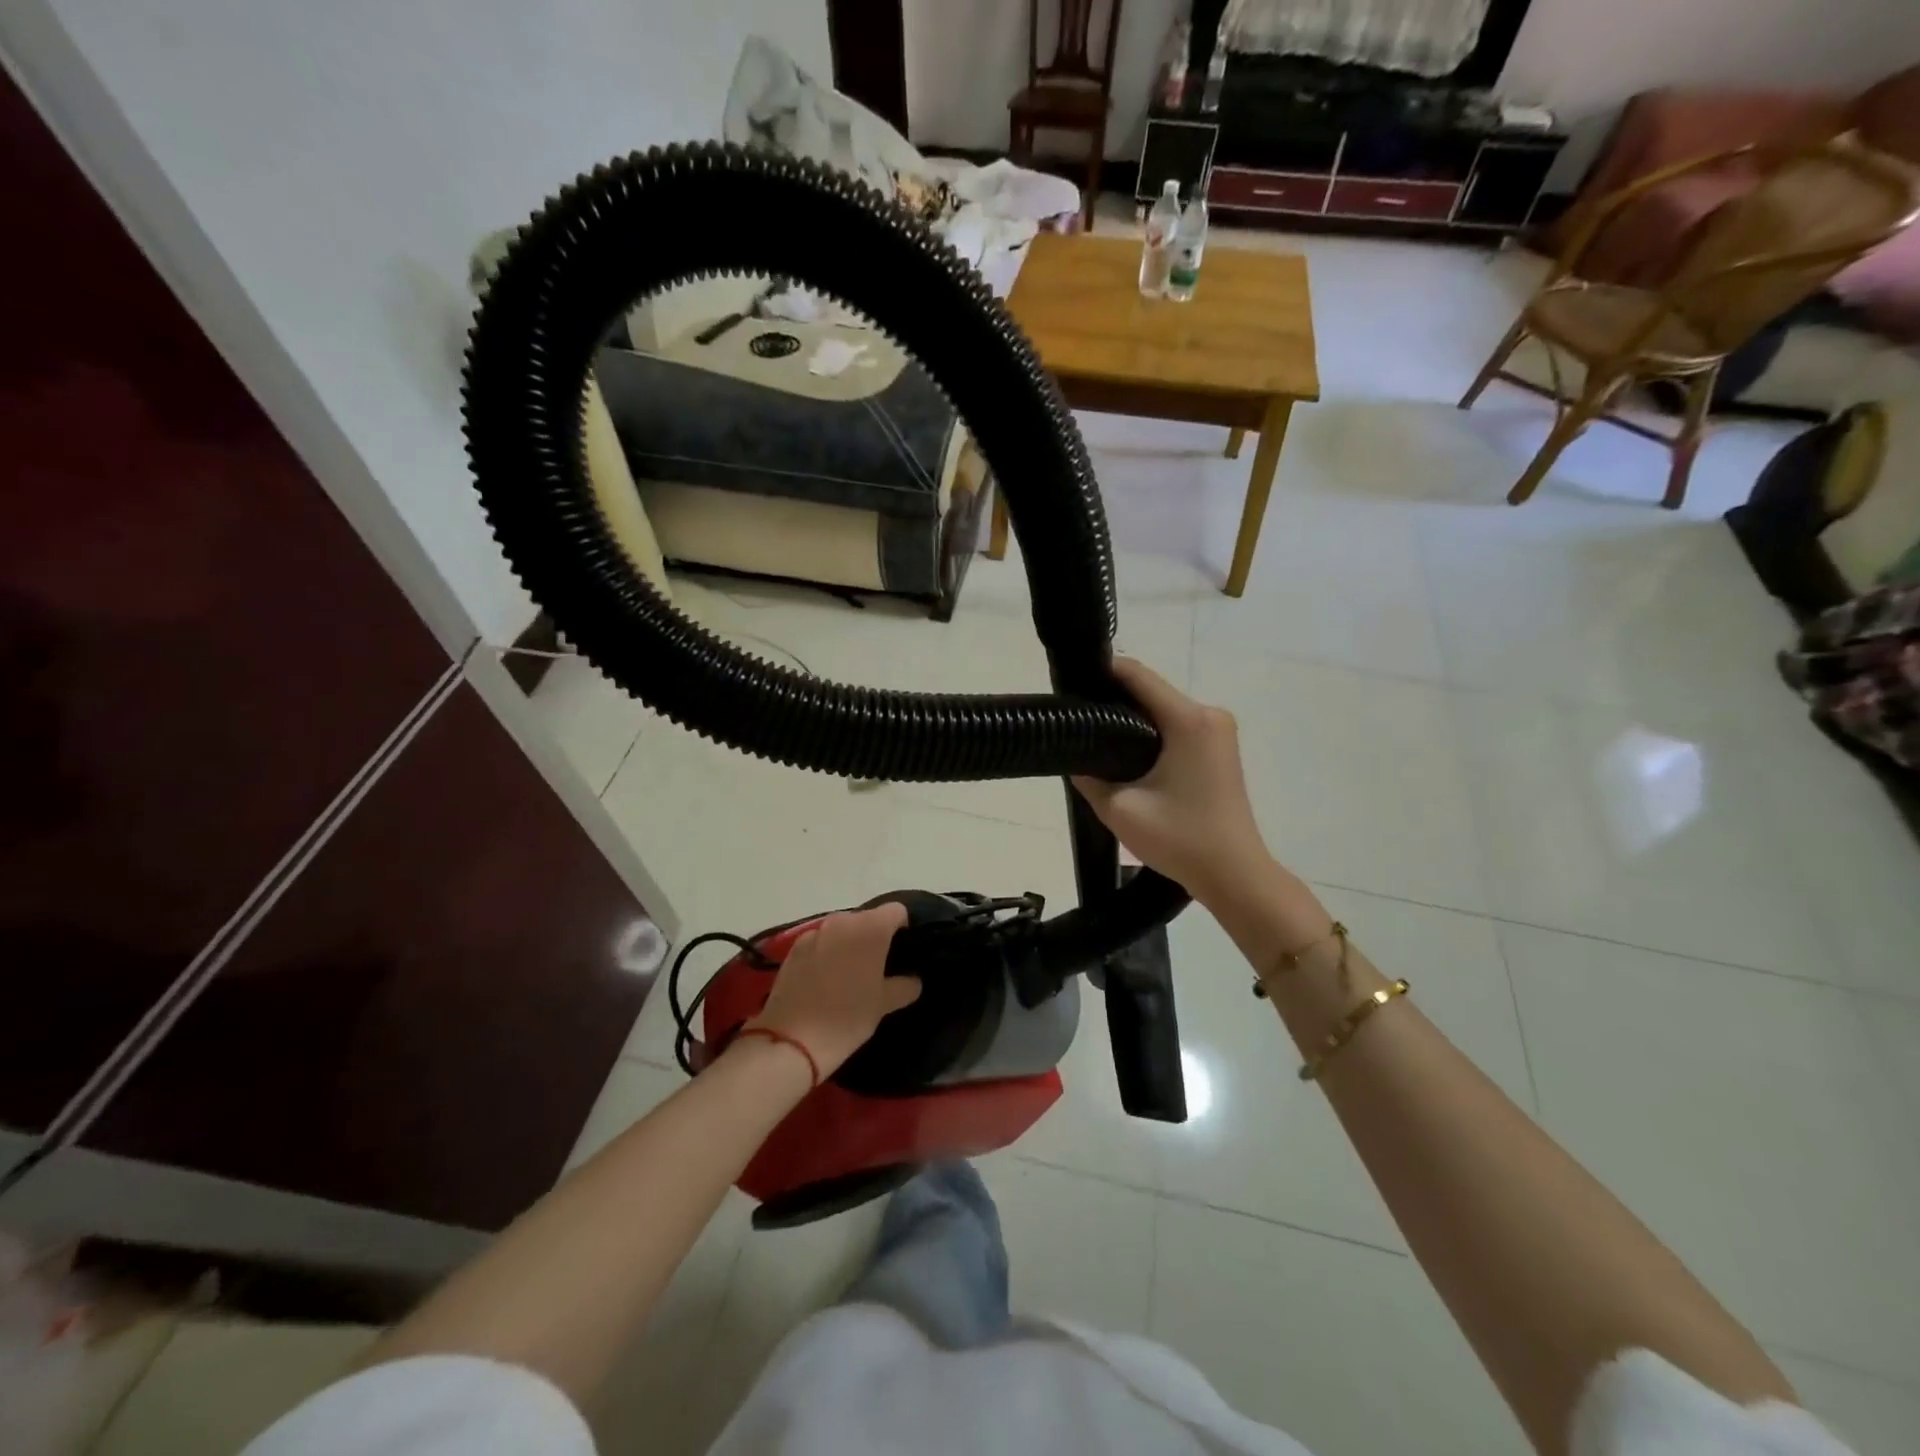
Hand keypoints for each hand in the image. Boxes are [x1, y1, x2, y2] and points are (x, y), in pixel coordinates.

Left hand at [747, 904, 920, 1076]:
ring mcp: (815, 932)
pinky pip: (820, 942)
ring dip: (849, 944)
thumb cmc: (847, 1018)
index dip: (902, 927)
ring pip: (842, 929)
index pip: (896, 911)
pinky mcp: (794, 948)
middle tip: (878, 967)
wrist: (791, 1040)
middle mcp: (842, 921)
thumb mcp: (883, 1004)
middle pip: (867, 918)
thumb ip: (904, 986)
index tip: (902, 951)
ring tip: (850, 974)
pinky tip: (825, 979)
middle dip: (874, 936)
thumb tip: (913, 980)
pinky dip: (827, 952)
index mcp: (871, 928)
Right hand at [1073, 657, 1273, 908]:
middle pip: (1151, 690)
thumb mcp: (1120, 809)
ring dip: (1132, 717)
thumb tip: (1075, 754)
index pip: (1138, 675)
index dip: (1101, 672)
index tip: (1070, 683)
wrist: (1234, 875)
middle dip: (1114, 698)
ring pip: (1164, 709)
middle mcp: (1209, 715)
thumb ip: (1088, 776)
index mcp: (1188, 720)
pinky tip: (1128, 752)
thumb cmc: (1180, 839)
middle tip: (1077, 718)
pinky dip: (1152, 732)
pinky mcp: (1220, 748)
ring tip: (1096, 737)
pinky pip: (1178, 725)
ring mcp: (1219, 731)